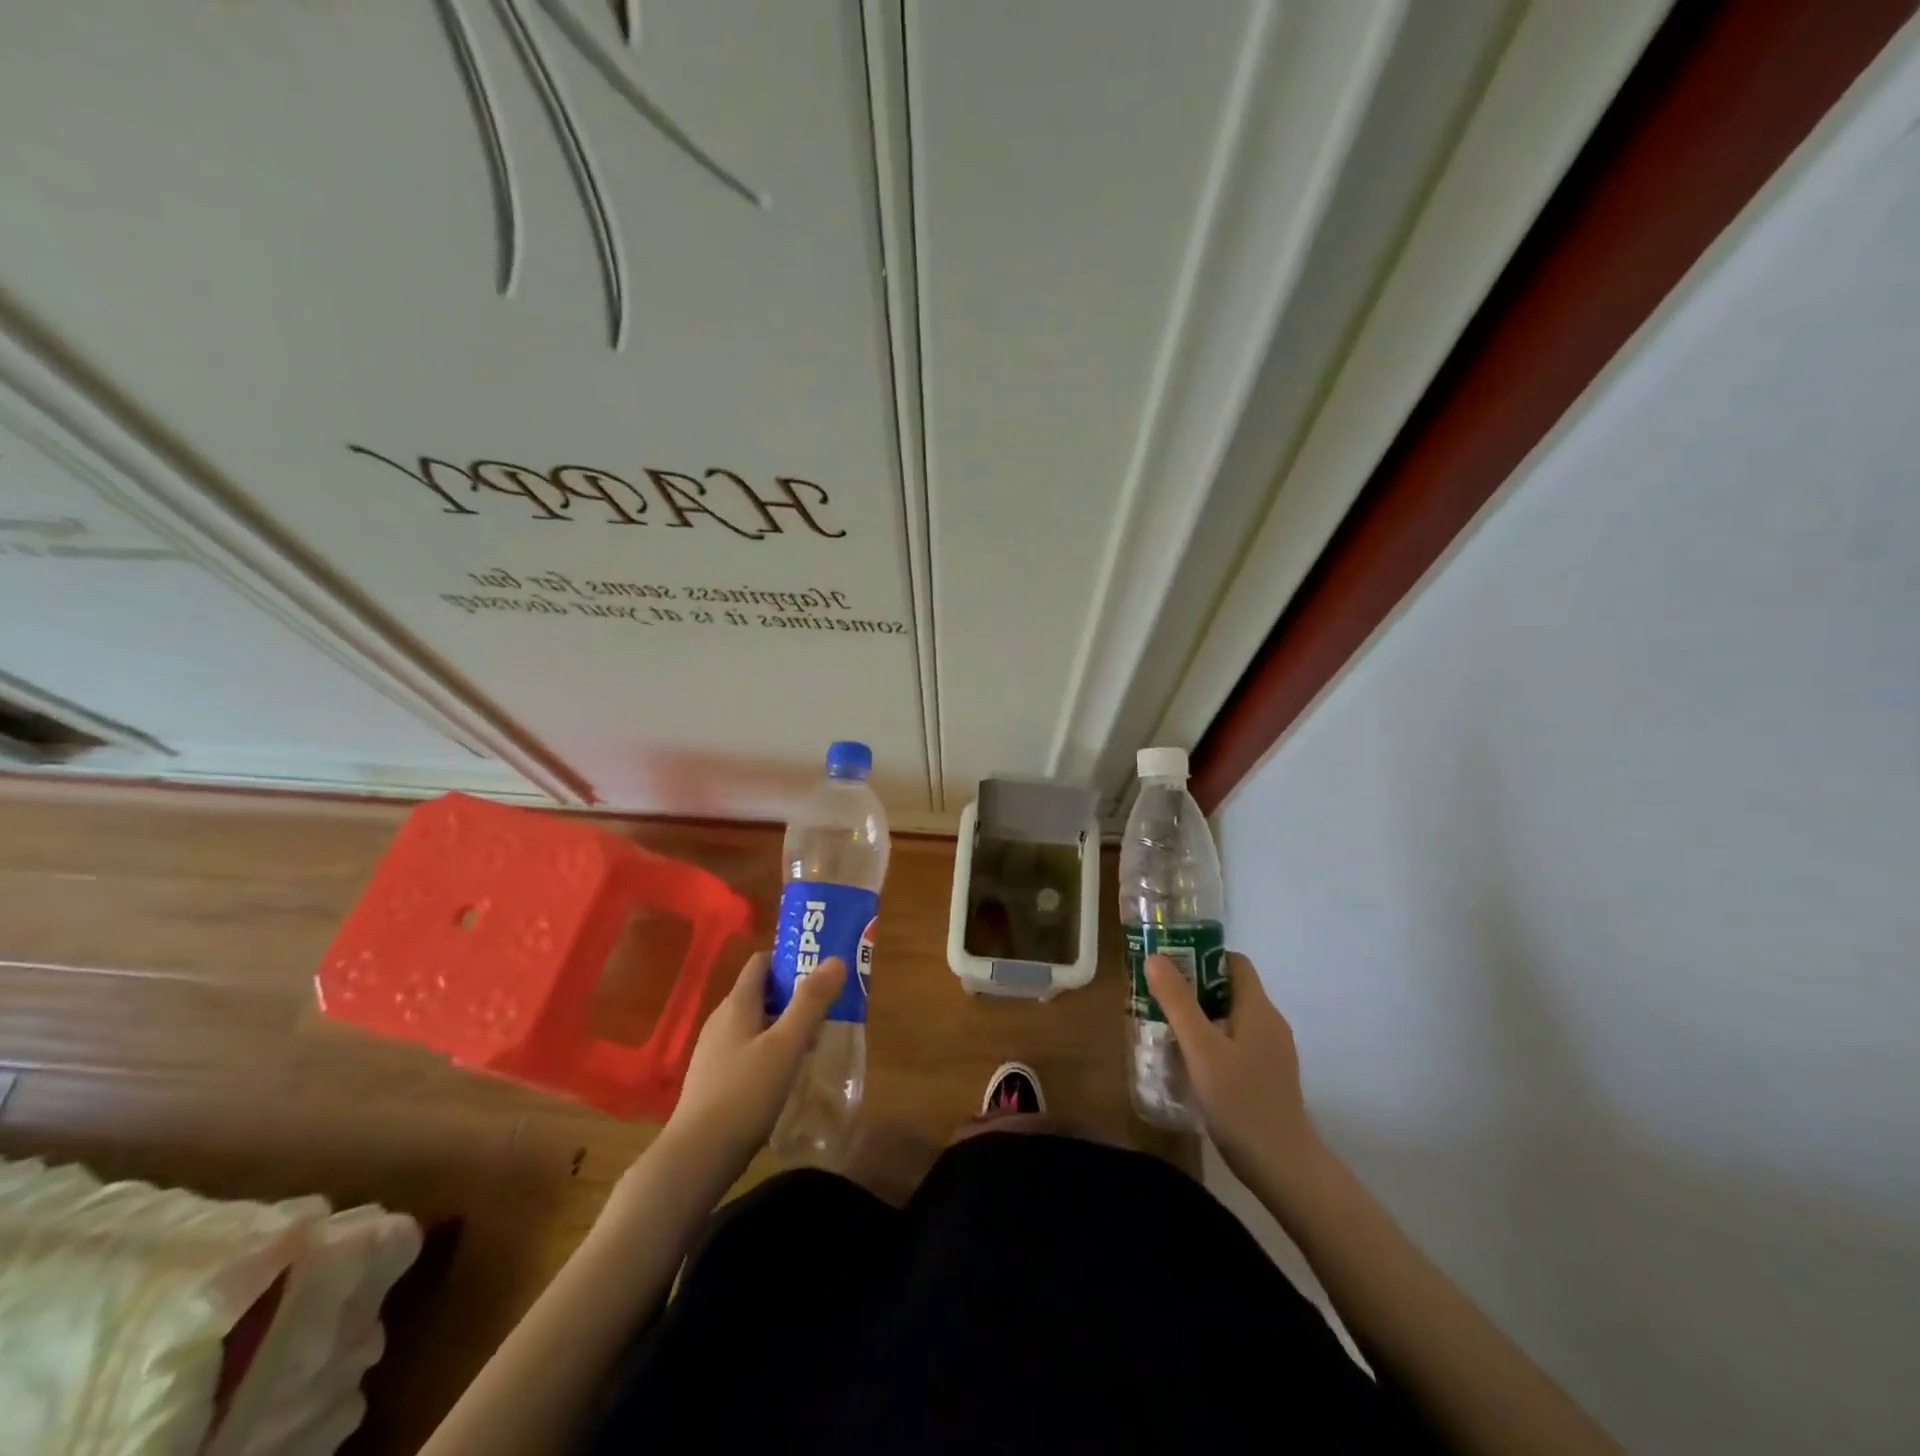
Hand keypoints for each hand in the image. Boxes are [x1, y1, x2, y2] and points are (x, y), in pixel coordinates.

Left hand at [664, 952, 845, 1164]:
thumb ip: (811, 1002)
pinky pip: (748, 1047)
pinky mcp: (715, 1077)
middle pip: (761, 992)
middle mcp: (722, 1019)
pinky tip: (787, 1071)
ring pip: (756, 1021)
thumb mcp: (786, 1045)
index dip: (791, 959)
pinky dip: (771, 1048)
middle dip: (794, 994)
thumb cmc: (745, 1093)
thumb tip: (835, 959)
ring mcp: (715, 1050)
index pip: (762, 962)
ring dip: (785, 1023)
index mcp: (737, 1004)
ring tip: (815, 1038)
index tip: (821, 969)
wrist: (697, 1156)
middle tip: (828, 1005)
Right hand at [1145, 952, 1324, 1196]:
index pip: (1234, 962)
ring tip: (1168, 1030)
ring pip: (1232, 1018)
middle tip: (1159, 999)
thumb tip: (1156, 957)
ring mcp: (1273, 1052)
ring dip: (1201, 1018)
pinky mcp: (1269, 1076)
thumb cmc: (1240, 1099)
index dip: (1202, 957)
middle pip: (1230, 989)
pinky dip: (1214, 1042)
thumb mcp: (1200, 1047)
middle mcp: (1270, 1023)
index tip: (1170, 967)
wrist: (1283, 1165)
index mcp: (1258, 1008)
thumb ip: (1177, 1001)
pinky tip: (1192, 1064)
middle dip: (1194, 990)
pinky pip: (1238, 1043)